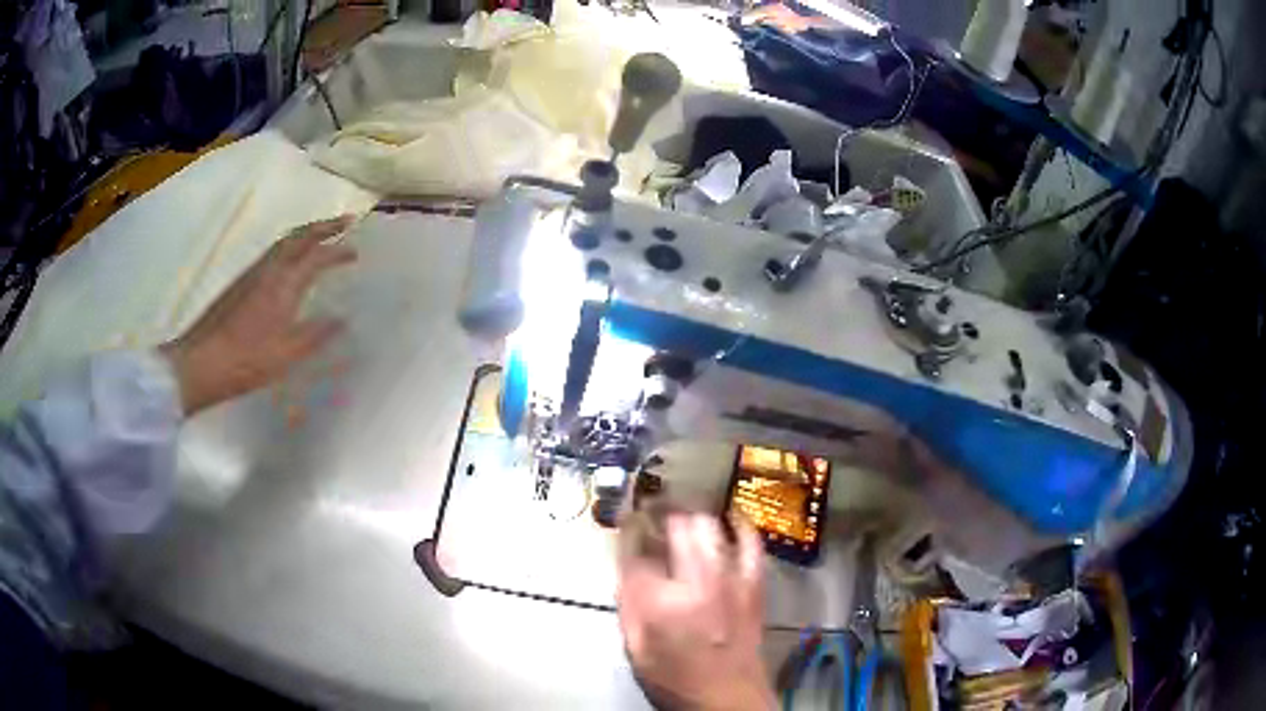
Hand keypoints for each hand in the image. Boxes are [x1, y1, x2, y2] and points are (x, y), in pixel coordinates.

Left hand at [161, 216, 357, 414]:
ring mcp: (251, 274)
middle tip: (345, 221)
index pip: (316, 256)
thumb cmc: (246, 361)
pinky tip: (290, 261)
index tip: (356, 251)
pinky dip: (289, 245)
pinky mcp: (240, 283)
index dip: (338, 250)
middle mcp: (268, 269)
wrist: (199, 363)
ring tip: (322, 234)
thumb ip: (315, 335)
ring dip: (305, 232)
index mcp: (283, 284)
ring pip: (283, 241)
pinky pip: (272, 252)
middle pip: (298, 236)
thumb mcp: (286, 355)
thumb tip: (342, 320)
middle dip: (323, 225)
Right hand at [617, 512, 774, 710]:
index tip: (626, 522)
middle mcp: (693, 582)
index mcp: (657, 602)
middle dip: (660, 513)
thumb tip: (627, 568)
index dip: (628, 531)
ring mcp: (728, 579)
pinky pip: (751, 542)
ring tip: (682, 513)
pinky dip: (741, 525)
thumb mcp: (636, 648)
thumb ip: (628, 605)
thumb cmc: (675, 679)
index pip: (635, 551)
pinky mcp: (753, 583)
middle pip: (675, 526)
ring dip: (693, 514)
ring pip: (709, 526)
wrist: (727, 697)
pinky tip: (730, 517)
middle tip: (653, 513)